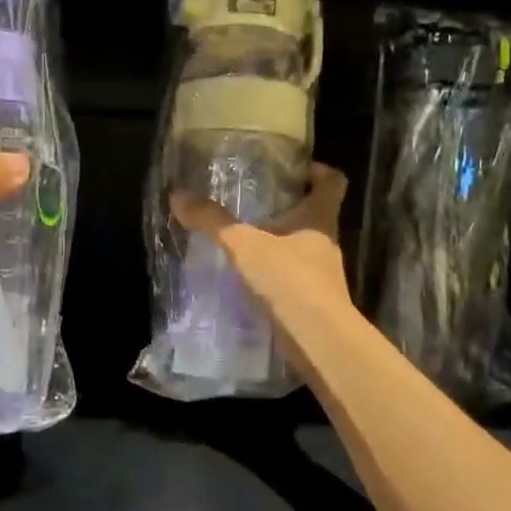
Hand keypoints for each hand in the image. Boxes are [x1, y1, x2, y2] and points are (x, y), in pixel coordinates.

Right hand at [171, 164, 351, 375]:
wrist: (318, 341)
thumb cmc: (289, 280)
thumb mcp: (244, 245)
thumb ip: (212, 221)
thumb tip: (178, 195)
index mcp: (319, 218)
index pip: (333, 182)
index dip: (318, 170)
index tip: (296, 169)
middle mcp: (326, 242)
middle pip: (315, 214)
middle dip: (288, 208)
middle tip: (254, 203)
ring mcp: (322, 275)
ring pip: (301, 248)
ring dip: (278, 243)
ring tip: (243, 241)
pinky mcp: (313, 301)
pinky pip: (292, 278)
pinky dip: (273, 274)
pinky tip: (247, 278)